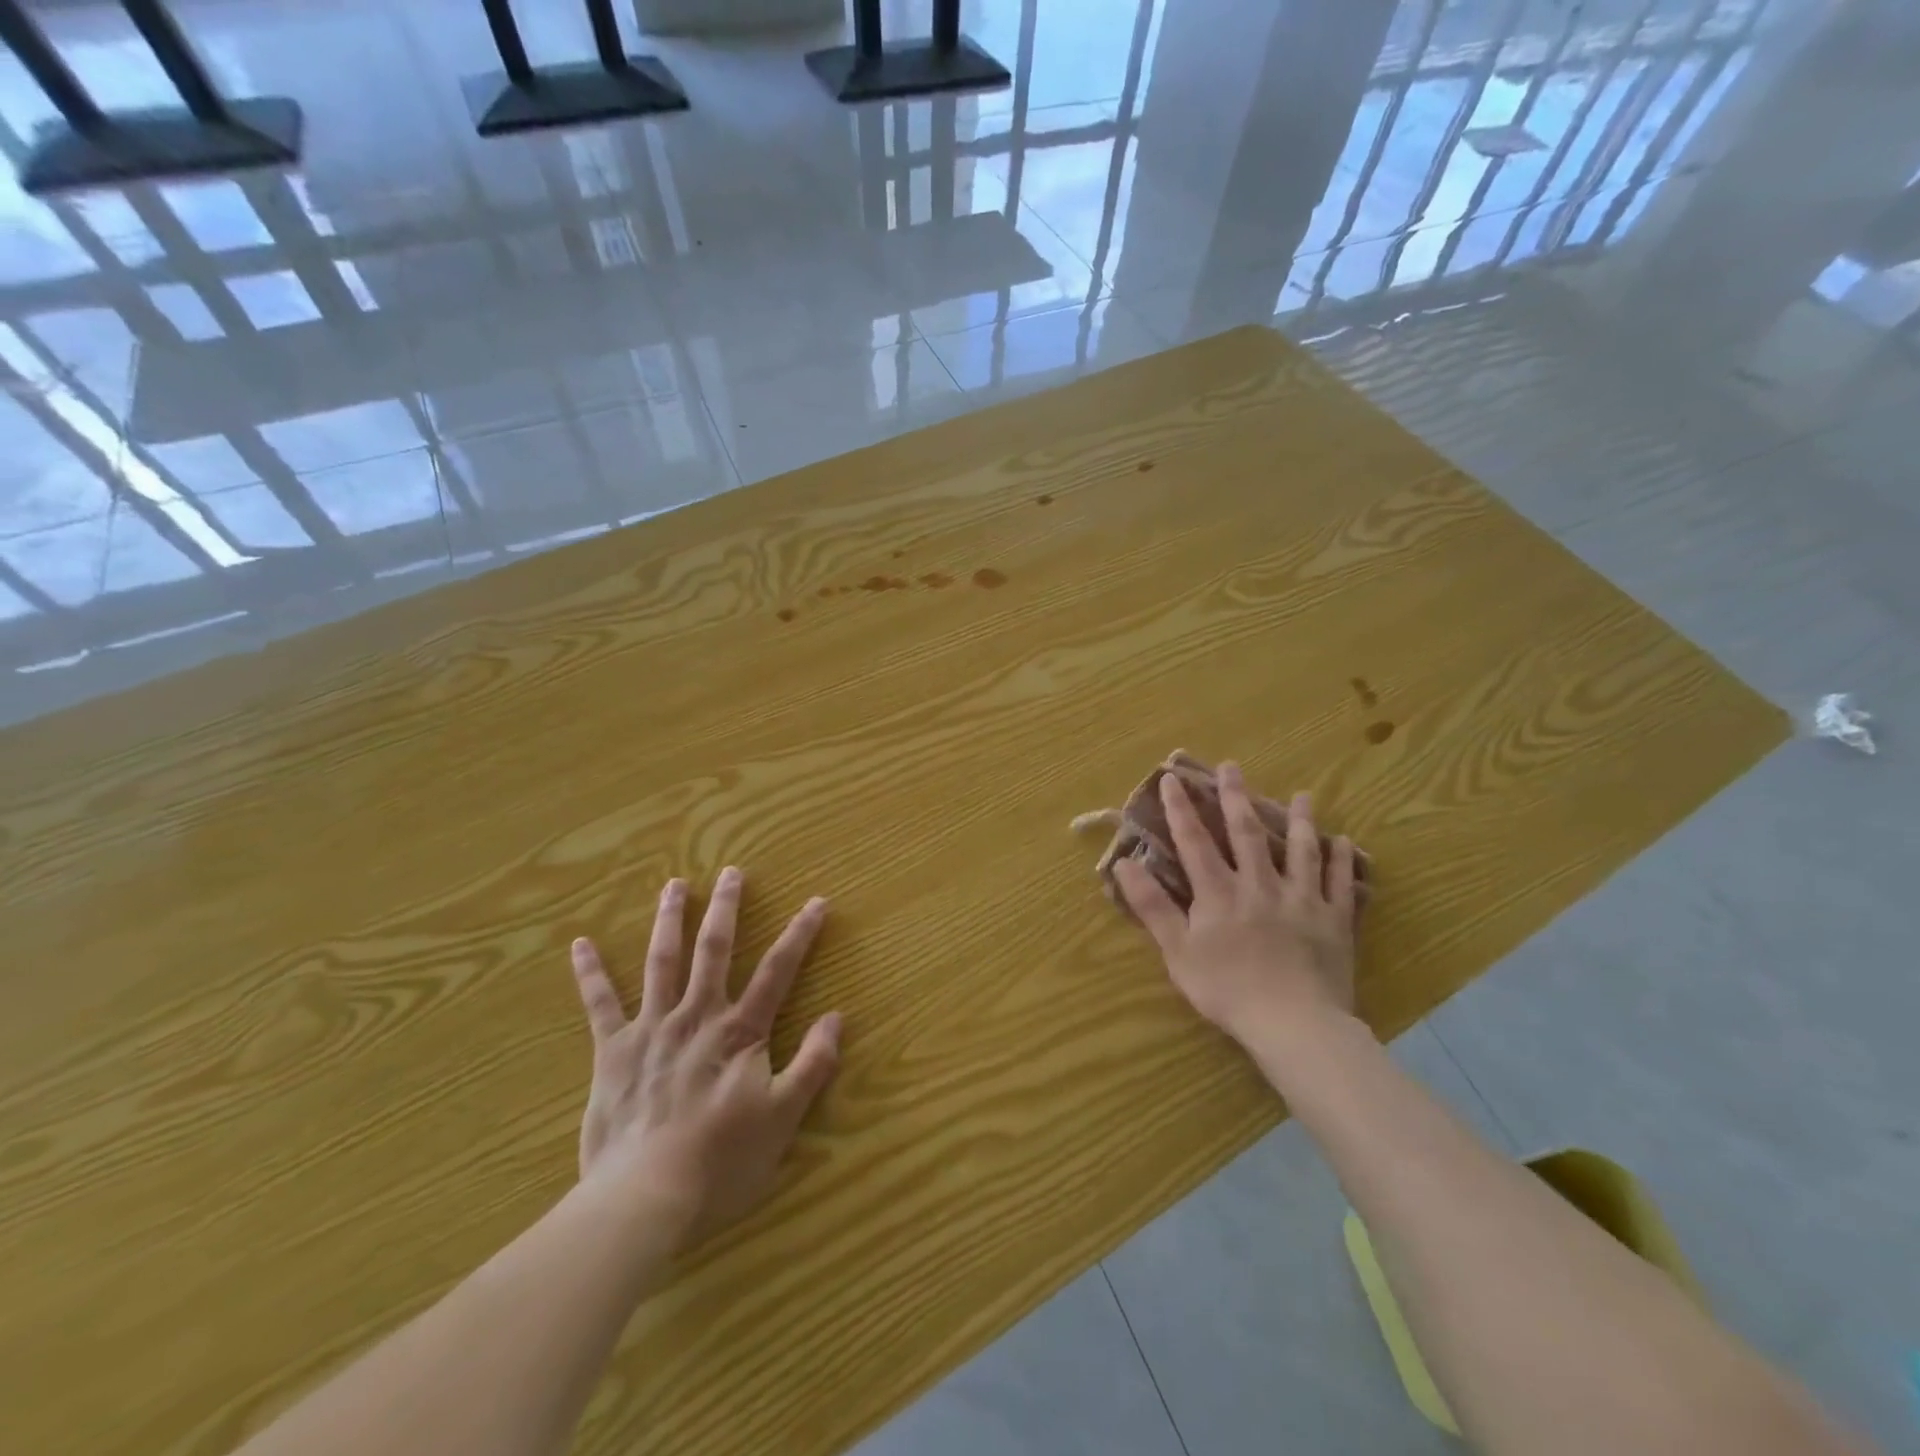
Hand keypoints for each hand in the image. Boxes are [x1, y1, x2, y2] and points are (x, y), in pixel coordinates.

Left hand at [568, 868, 841, 1249]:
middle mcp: (697, 1015)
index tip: (816, 902)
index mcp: (740, 1031)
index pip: (778, 971)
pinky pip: (599, 1004)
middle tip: (731, 872)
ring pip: (661, 961)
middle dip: (726, 908)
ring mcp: (651, 1028)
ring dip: (669, 919)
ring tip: (674, 884)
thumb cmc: (720, 1161)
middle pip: (714, 950)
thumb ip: (813, 1064)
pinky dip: (590, 973)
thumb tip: (837, 1017)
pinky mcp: (612, 1051)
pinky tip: (581, 944)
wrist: (643, 1198)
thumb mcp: (783, 1117)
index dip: (801, 934)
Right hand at [1114, 765, 1362, 1051]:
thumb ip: (1152, 905)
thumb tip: (1124, 863)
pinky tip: (1343, 841)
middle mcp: (1259, 884)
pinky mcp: (1333, 920)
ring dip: (1300, 820)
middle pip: (1246, 833)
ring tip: (1303, 795)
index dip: (1181, 808)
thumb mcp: (1177, 951)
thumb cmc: (1227, 989)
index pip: (1194, 841)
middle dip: (1236, 797)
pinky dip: (1341, 861)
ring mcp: (1301, 899)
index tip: (1173, 778)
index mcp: (1218, 892)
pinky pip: (1340, 883)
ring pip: (1299, 850)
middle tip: (1232, 766)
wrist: (1293, 1022)